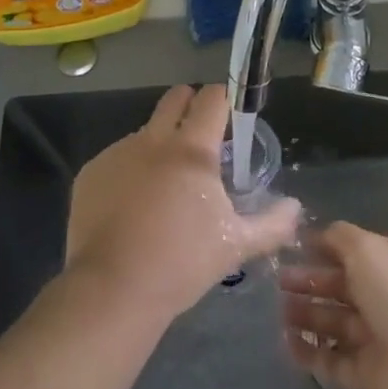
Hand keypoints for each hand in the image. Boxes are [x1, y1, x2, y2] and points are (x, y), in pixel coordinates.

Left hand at [63, 85, 301, 326]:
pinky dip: (130, 172)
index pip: (212, 99)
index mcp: (192, 150)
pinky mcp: (91, 173)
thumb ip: (273, 223)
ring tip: (164, 187)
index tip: (230, 116)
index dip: (224, 99)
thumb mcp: (236, 245)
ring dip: (159, 145)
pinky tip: (132, 207)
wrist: (113, 290)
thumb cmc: (182, 263)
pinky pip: (117, 159)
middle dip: (190, 105)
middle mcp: (153, 140)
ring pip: (145, 132)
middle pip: (175, 99)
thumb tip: (296, 206)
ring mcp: (117, 153)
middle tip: (201, 136)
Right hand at [277, 221, 387, 388]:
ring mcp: (375, 339)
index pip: (352, 254)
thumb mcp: (367, 248)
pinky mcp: (366, 375)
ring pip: (333, 324)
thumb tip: (316, 234)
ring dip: (305, 317)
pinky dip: (309, 353)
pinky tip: (286, 343)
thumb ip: (339, 237)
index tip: (293, 250)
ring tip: (278, 313)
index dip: (323, 250)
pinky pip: (331, 361)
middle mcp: (383, 300)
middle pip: (339, 289)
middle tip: (278, 282)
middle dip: (309, 284)